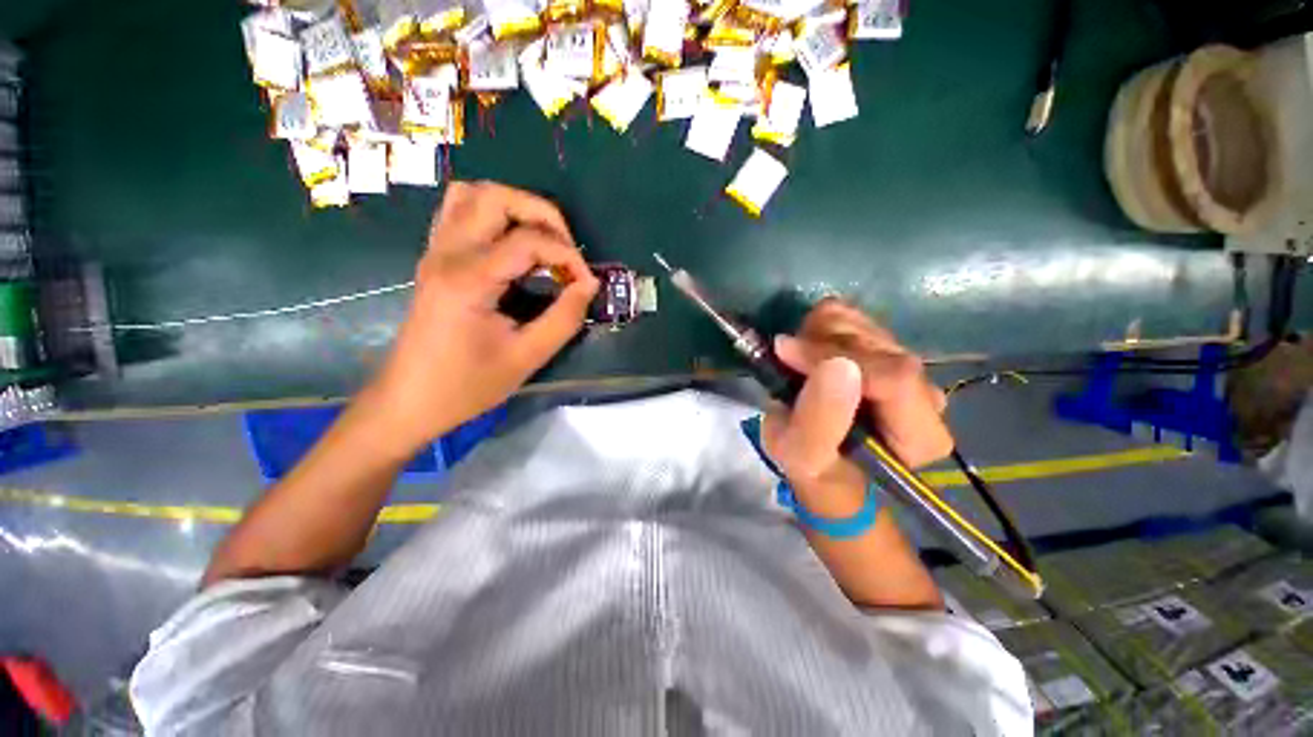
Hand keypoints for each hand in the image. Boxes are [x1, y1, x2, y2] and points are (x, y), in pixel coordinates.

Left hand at [361, 181, 598, 454]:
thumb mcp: (526, 358)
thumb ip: (564, 318)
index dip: (568, 257)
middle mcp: (447, 253)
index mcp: (469, 279)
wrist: (409, 401)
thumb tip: (588, 285)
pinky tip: (512, 244)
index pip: (529, 241)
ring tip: (542, 241)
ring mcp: (435, 251)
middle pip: (497, 197)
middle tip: (566, 249)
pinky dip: (492, 214)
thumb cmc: (467, 386)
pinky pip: (459, 212)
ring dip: (515, 208)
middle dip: (543, 214)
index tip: (586, 284)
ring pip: (474, 195)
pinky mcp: (434, 259)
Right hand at [762, 299, 952, 516]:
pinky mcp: (886, 349)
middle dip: (818, 345)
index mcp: (920, 435)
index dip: (832, 356)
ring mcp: (906, 366)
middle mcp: (925, 394)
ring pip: (862, 322)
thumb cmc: (816, 473)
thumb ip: (819, 419)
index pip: (892, 377)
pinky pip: (851, 317)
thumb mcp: (804, 458)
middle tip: (785, 362)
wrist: (827, 466)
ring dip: (815, 336)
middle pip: (875, 343)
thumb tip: (835, 364)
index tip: (784, 353)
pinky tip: (808, 352)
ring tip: (796, 364)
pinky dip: (819, 327)